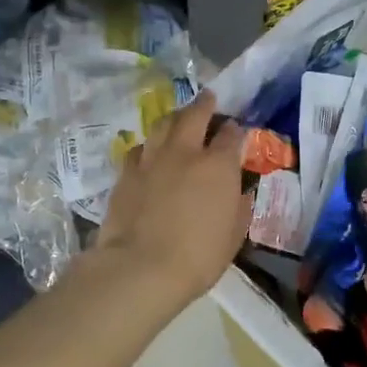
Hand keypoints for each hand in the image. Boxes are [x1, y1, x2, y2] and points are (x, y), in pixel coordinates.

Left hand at [94, 90, 251, 310]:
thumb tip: (239, 192)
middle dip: (204, 104)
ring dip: (175, 117)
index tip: (236, 131)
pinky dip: (149, 145)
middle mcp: (185, 152)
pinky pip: (139, 147)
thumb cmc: (198, 257)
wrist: (141, 267)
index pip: (232, 135)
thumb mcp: (233, 237)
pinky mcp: (126, 173)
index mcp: (218, 166)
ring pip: (163, 124)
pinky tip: (149, 150)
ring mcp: (152, 159)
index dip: (236, 130)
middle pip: (195, 115)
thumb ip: (238, 208)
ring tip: (179, 117)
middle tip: (208, 98)